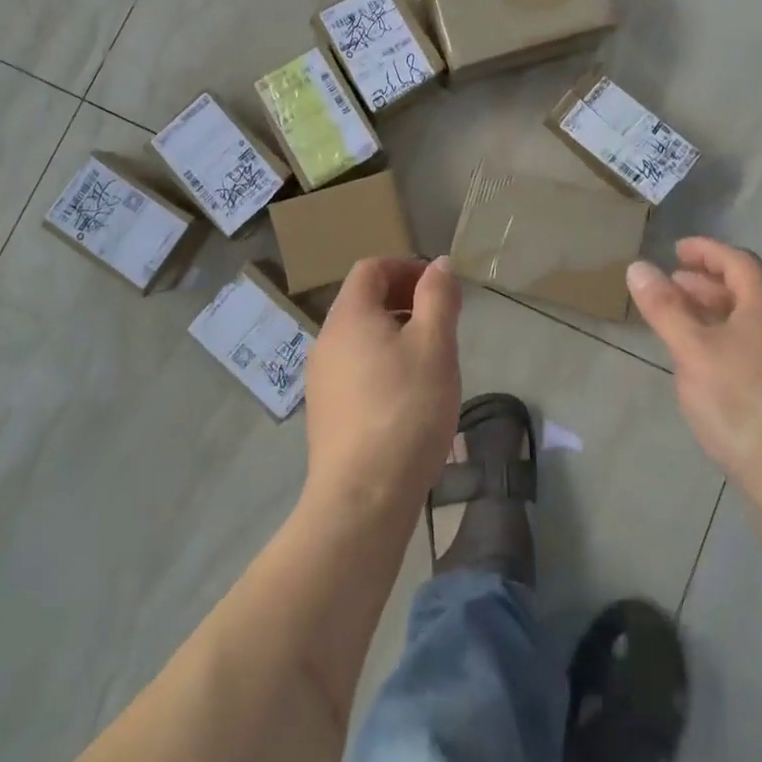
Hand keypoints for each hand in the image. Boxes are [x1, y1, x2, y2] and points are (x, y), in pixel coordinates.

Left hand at [303, 256, 462, 524]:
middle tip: (440, 322)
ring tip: (428, 361)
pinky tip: (406, 398)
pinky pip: (354, 369)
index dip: (406, 267)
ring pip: (359, 337)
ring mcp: (321, 378)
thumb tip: (438, 265)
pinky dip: (381, 364)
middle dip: (403, 300)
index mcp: (349, 315)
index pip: (371, 268)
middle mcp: (326, 339)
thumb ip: (438, 297)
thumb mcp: (435, 345)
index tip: (438, 287)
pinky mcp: (325, 412)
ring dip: (394, 333)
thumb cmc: (405, 409)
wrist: (361, 497)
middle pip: (363, 301)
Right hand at [627, 238, 761, 529]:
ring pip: (753, 324)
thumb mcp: (693, 351)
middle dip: (708, 284)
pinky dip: (729, 343)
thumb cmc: (746, 406)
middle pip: (748, 292)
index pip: (738, 262)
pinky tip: (709, 369)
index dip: (706, 251)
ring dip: (717, 315)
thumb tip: (639, 266)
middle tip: (672, 286)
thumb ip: (666, 308)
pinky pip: (758, 351)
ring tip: (683, 325)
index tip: (676, 250)